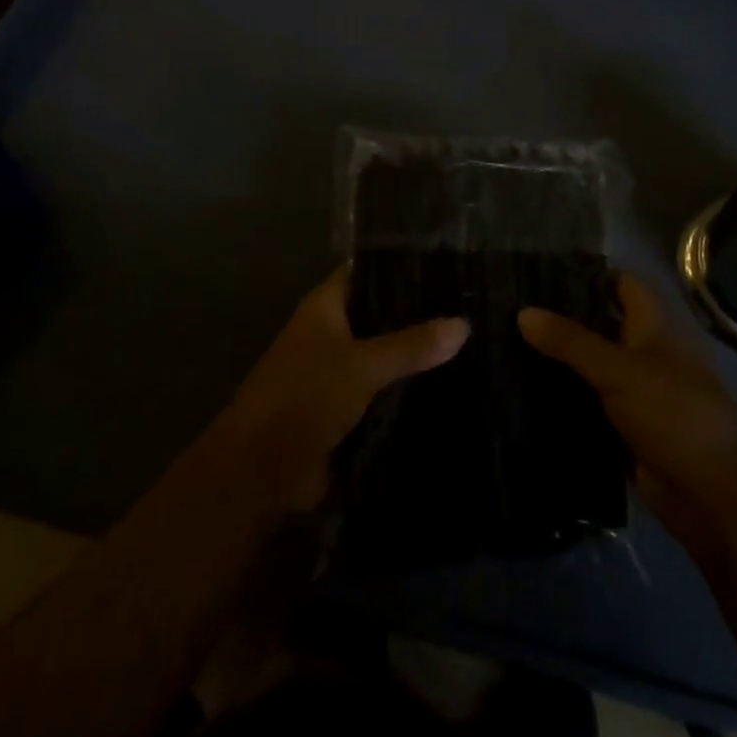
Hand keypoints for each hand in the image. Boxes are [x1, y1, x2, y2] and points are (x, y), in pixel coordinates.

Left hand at [217, 266, 468, 510]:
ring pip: (387, 354)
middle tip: (472, 305)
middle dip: (420, 314)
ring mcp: (340, 371)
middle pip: (382, 314)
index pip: (368, 271)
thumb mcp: (361, 365)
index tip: (448, 264)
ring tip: (474, 341)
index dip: (402, 265)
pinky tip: (453, 384)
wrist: (262, 472)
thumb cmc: (304, 398)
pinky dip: (410, 388)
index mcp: (326, 307)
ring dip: (418, 354)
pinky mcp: (348, 408)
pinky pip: (386, 389)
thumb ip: (411, 345)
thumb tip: (464, 323)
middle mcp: (332, 332)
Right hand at [520, 274, 736, 554]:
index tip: (543, 271)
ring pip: (593, 365)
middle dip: (565, 318)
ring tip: (509, 344)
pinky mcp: (627, 428)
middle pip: (603, 324)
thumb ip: (570, 341)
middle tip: (514, 308)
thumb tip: (523, 312)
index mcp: (655, 328)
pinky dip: (566, 397)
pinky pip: (591, 403)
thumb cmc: (672, 413)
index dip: (589, 274)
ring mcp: (637, 392)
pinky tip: (527, 391)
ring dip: (561, 360)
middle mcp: (647, 353)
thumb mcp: (618, 370)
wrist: (709, 492)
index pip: (623, 285)